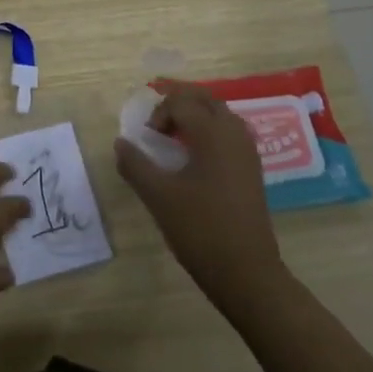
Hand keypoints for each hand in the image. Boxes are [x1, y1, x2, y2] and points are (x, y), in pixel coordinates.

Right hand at [116, 80, 285, 308]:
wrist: (246, 272)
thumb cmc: (200, 230)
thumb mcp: (158, 196)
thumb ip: (135, 165)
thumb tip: (121, 142)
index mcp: (213, 133)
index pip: (181, 102)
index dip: (159, 113)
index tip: (147, 139)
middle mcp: (234, 133)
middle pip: (205, 99)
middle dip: (179, 100)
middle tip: (156, 117)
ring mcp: (247, 151)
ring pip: (219, 114)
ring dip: (195, 114)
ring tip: (172, 133)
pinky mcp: (251, 168)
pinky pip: (229, 132)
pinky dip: (209, 130)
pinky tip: (194, 155)